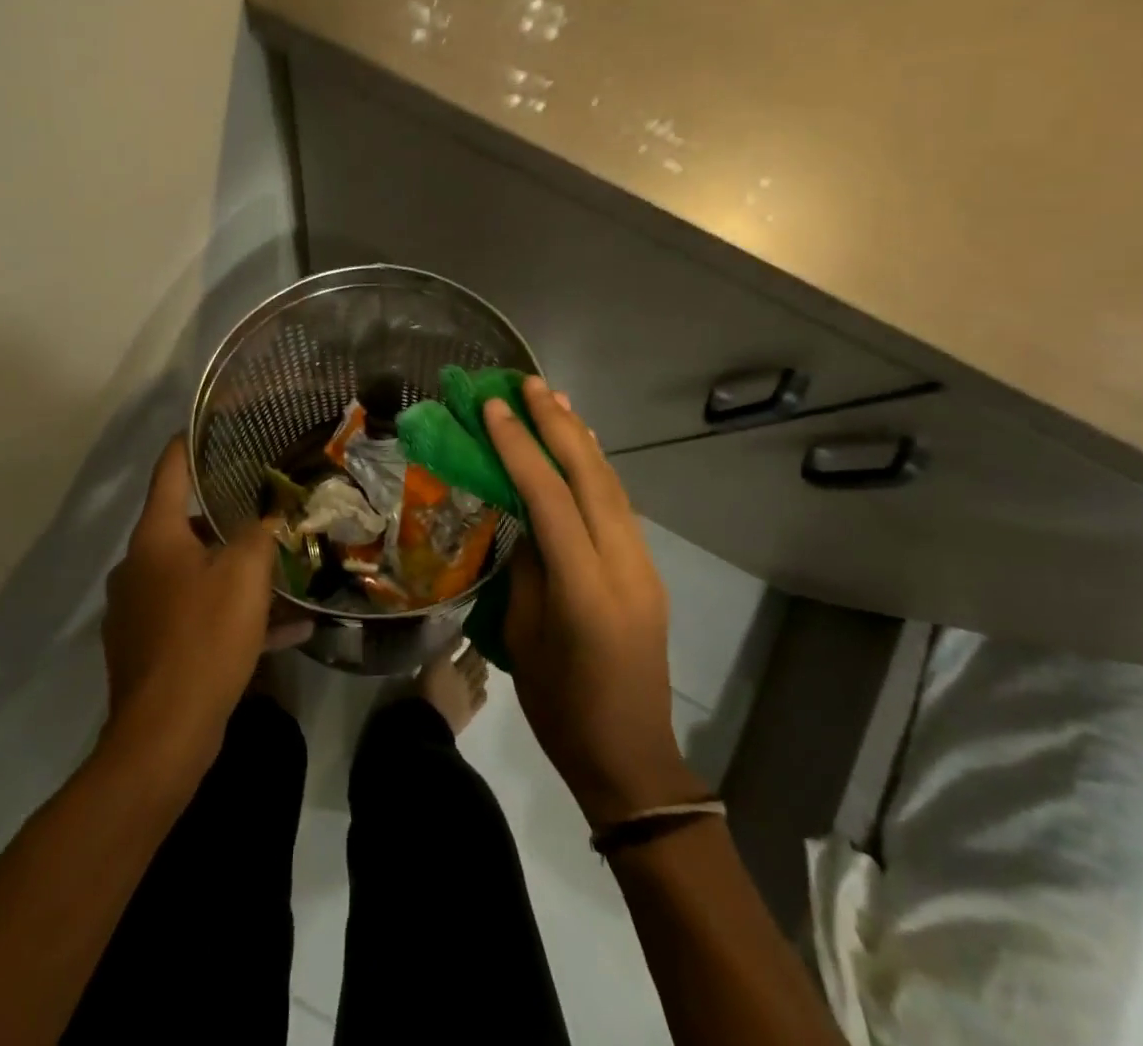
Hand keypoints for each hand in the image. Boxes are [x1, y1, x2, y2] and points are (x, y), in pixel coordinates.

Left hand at [101, 438, 304, 778]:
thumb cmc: (203, 636)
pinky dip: (233, 616)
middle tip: (268, 510)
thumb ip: (260, 532)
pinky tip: (285, 629)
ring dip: (237, 574)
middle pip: (186, 526)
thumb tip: (270, 512)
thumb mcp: (245, 574)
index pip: (169, 472)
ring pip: (196, 575)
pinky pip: (198, 617)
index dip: (189, 445)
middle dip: (228, 520)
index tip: (210, 426)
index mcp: (155, 538)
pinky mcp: (150, 648)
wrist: (164, 734)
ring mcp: (140, 610)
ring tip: (283, 574)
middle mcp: (139, 567)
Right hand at [484, 378, 703, 828]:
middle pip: (590, 476)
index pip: (549, 496)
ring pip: (611, 485)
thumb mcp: (524, 634)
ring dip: (581, 439)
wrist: (632, 758)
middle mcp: (623, 564)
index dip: (519, 446)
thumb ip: (528, 566)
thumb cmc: (561, 707)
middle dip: (558, 424)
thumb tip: (524, 516)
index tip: (493, 408)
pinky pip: (620, 507)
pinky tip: (583, 449)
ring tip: (555, 401)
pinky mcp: (649, 572)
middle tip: (529, 384)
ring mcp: (644, 566)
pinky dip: (597, 470)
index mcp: (584, 586)